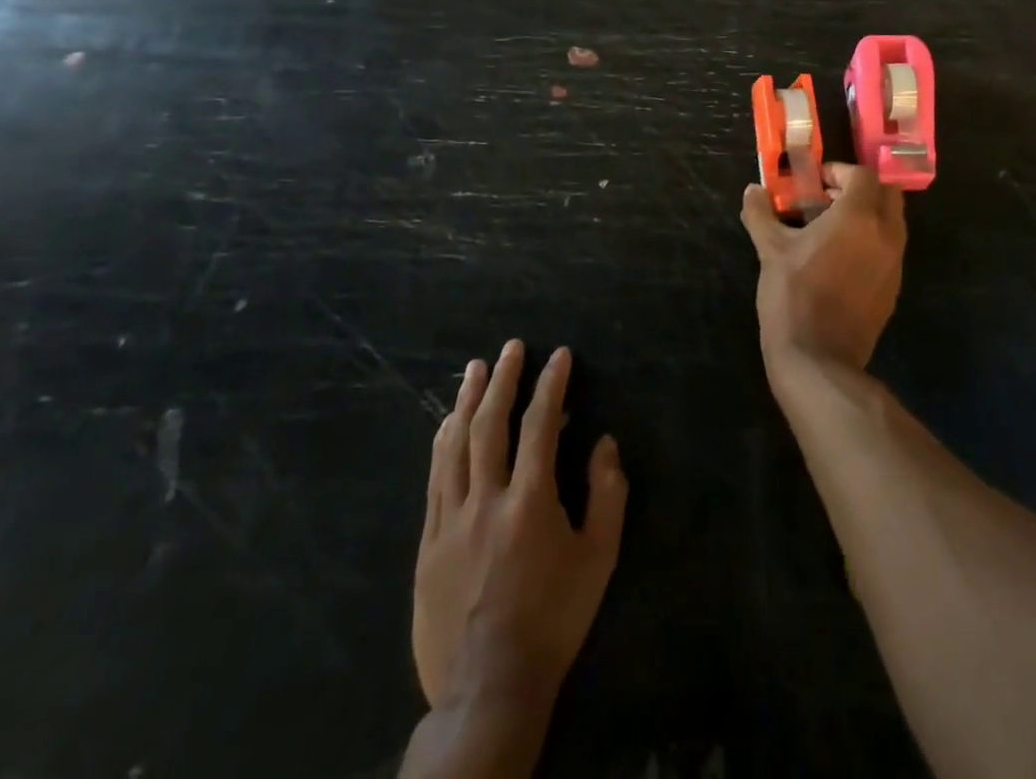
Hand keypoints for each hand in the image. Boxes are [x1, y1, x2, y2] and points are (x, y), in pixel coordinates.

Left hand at [413, 341, 627, 713]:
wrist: (489, 687)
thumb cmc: (554, 618)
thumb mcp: (599, 558)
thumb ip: (607, 494)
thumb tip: (603, 443)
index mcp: (530, 502)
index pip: (540, 425)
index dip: (551, 385)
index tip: (559, 355)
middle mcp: (486, 501)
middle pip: (490, 425)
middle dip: (503, 380)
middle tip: (511, 347)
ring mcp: (450, 521)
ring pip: (454, 446)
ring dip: (466, 401)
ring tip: (476, 369)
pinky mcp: (428, 543)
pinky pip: (434, 479)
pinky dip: (442, 443)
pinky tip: (448, 423)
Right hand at [740, 162, 906, 372]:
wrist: (818, 358)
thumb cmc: (793, 295)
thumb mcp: (771, 250)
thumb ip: (761, 214)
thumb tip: (752, 190)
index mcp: (859, 216)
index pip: (862, 175)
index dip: (839, 172)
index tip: (816, 183)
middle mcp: (886, 233)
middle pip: (886, 193)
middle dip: (860, 189)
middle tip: (828, 200)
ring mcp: (895, 262)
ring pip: (892, 221)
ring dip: (868, 215)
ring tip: (831, 230)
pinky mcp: (894, 287)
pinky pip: (890, 249)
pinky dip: (872, 241)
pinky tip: (841, 259)